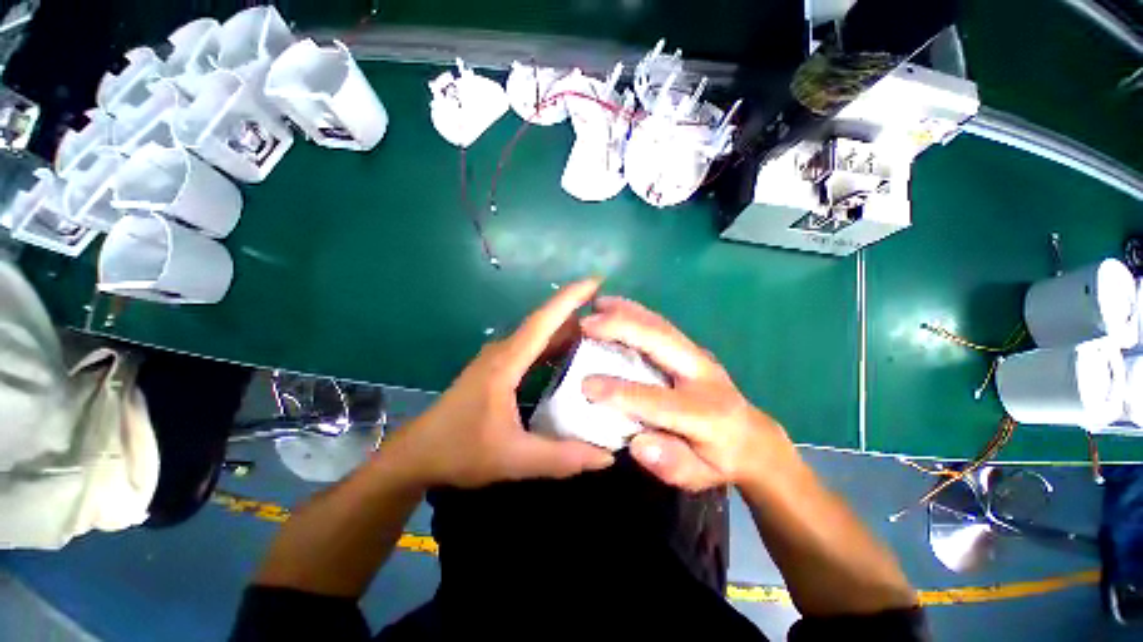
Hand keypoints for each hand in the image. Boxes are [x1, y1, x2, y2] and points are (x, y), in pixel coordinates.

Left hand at [386, 279, 614, 488]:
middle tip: (612, 315)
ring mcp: (499, 358)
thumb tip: (607, 457)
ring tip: (600, 332)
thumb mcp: (514, 458)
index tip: (596, 281)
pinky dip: (553, 346)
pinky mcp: (498, 367)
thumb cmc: (460, 451)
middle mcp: (503, 352)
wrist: (418, 453)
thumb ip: (561, 458)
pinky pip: (532, 348)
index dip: (570, 298)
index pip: (543, 321)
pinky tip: (571, 355)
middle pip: (544, 323)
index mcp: (506, 363)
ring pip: (538, 335)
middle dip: (576, 311)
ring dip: (566, 329)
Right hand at [580, 297, 794, 491]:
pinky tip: (616, 306)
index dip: (621, 392)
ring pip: (661, 326)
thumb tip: (637, 443)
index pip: (657, 400)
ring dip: (627, 312)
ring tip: (597, 304)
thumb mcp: (700, 476)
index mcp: (706, 413)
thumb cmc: (720, 460)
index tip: (586, 385)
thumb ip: (671, 463)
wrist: (753, 437)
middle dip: (622, 328)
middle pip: (662, 343)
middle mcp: (703, 375)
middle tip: (587, 323)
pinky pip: (661, 325)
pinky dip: (636, 311)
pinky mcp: (691, 347)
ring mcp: (698, 355)